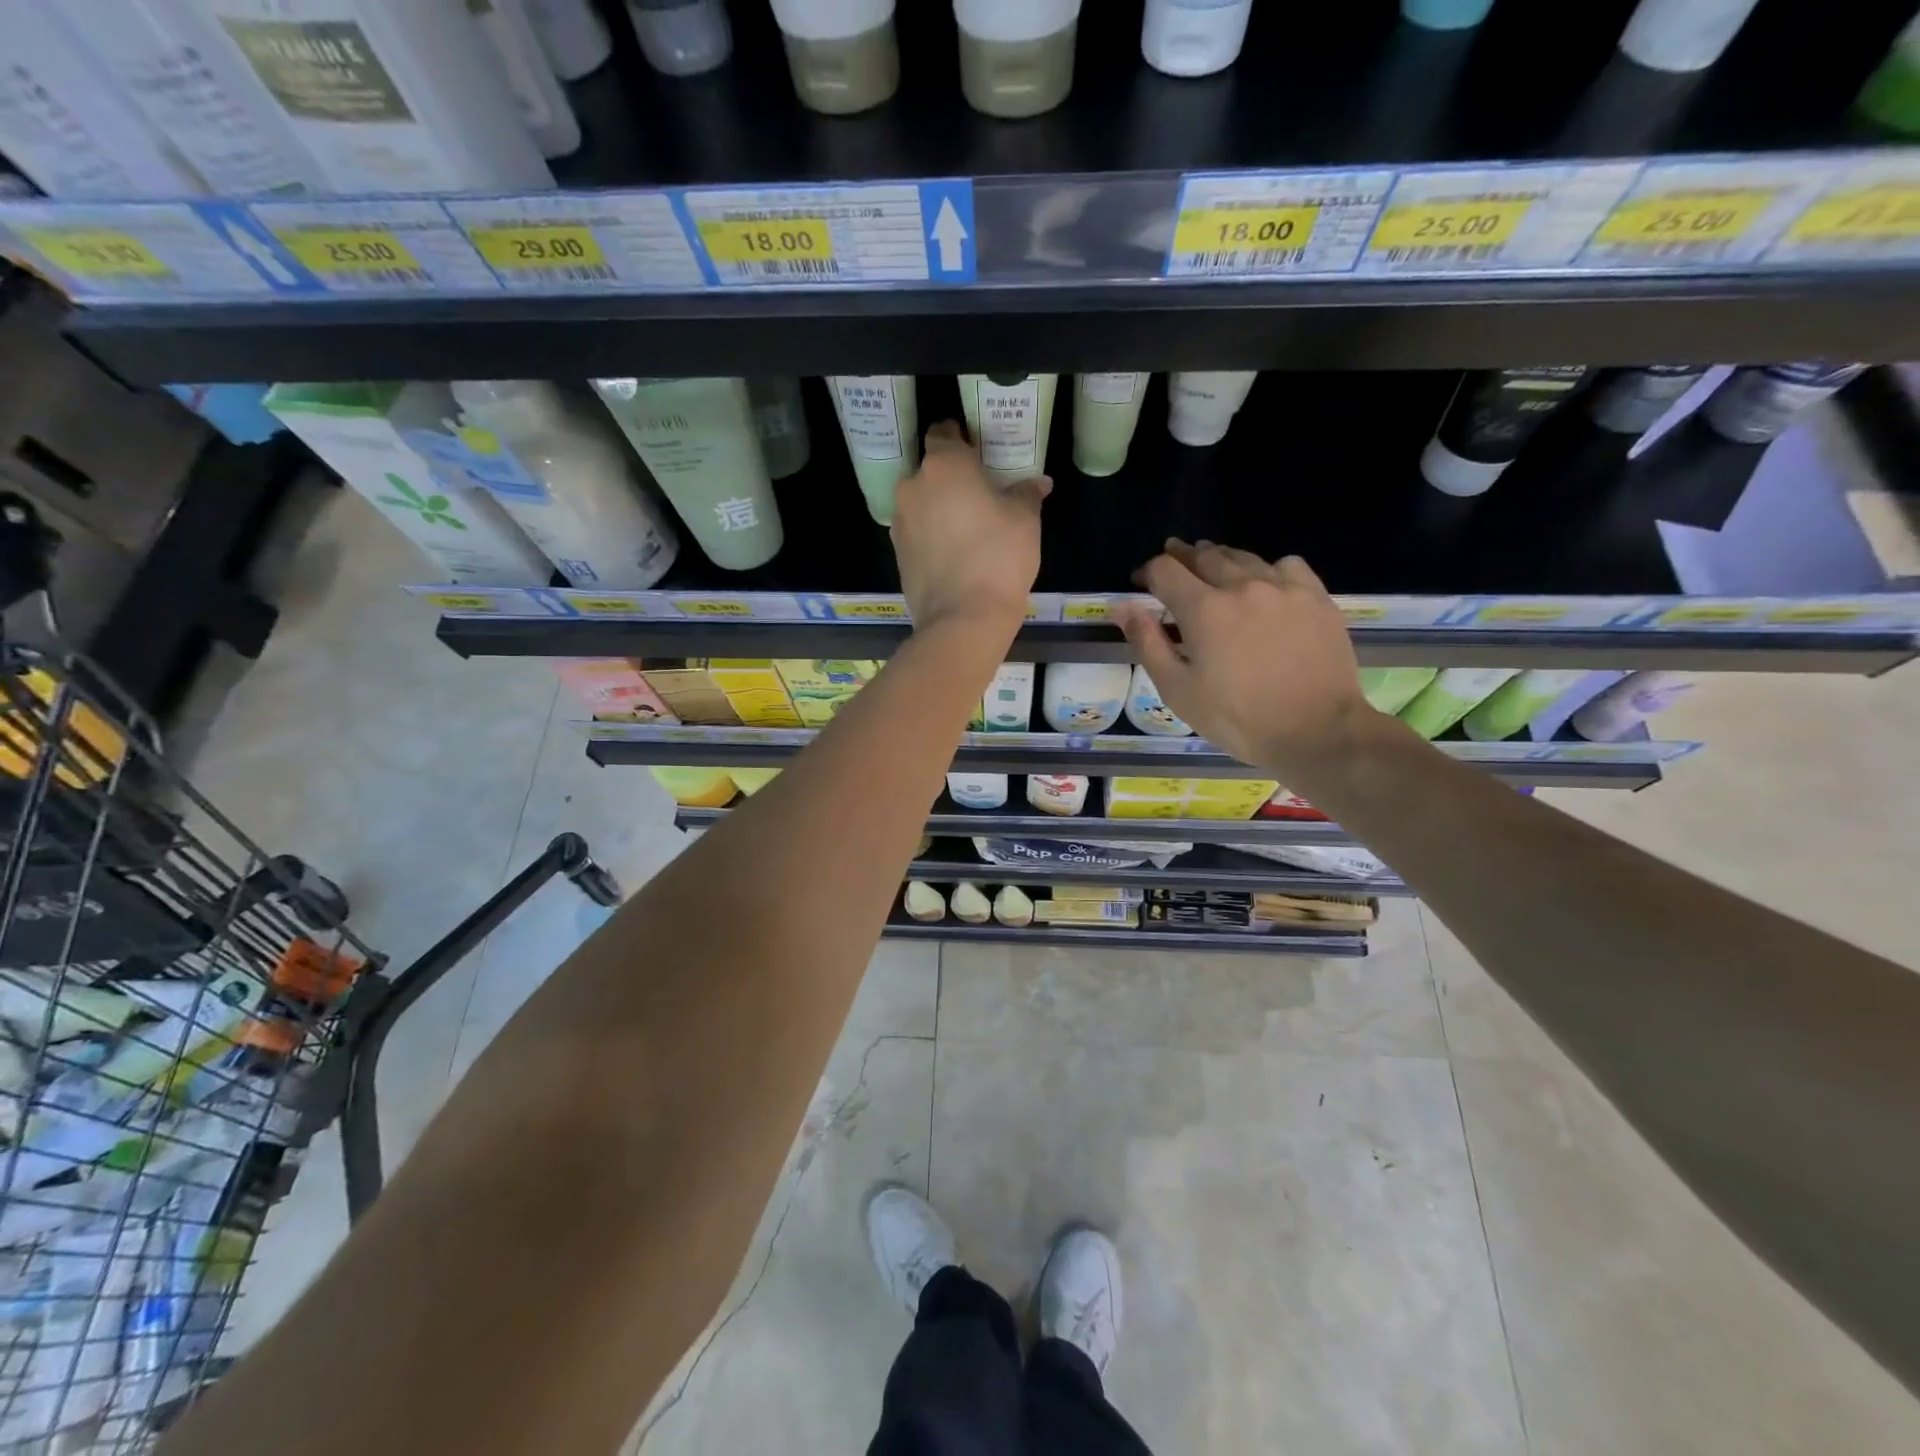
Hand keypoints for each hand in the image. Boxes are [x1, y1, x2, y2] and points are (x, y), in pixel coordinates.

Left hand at [892, 421, 1048, 635]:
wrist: (962, 620)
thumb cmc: (998, 557)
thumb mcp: (1025, 519)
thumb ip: (1027, 492)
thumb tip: (1037, 482)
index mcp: (943, 465)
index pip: (943, 431)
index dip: (961, 437)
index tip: (979, 451)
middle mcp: (912, 486)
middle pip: (931, 470)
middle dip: (952, 477)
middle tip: (981, 493)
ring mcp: (900, 522)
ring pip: (922, 502)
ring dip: (940, 508)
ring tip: (969, 527)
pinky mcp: (898, 554)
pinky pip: (918, 532)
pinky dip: (932, 535)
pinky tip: (955, 553)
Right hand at [1111, 541, 1370, 778]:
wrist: (1316, 731)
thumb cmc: (1237, 718)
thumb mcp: (1178, 689)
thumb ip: (1147, 642)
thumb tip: (1122, 606)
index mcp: (1204, 609)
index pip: (1165, 569)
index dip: (1148, 571)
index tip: (1141, 582)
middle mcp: (1242, 585)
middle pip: (1204, 555)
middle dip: (1182, 557)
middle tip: (1173, 565)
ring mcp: (1284, 587)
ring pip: (1244, 557)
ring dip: (1220, 559)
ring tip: (1213, 569)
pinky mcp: (1316, 596)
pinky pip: (1286, 565)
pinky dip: (1266, 569)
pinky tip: (1265, 585)